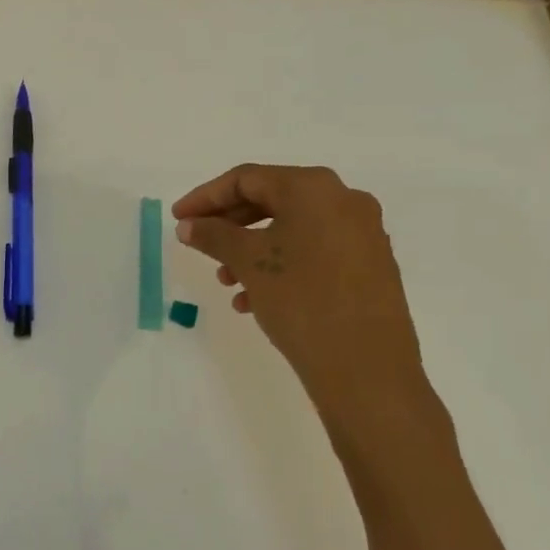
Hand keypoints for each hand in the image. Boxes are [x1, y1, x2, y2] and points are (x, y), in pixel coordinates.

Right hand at [172, 164, 433, 418]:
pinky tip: (255, 301)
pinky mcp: (371, 266)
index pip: (247, 179)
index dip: (206, 197)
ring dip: (251, 250)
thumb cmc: (302, 301)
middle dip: (229, 225)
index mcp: (314, 188)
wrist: (367, 370)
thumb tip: (188, 225)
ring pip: (292, 230)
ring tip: (226, 282)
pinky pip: (314, 252)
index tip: (178, 219)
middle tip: (199, 246)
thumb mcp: (249, 263)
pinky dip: (280, 266)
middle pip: (271, 200)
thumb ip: (213, 236)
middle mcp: (344, 200)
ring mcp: (363, 234)